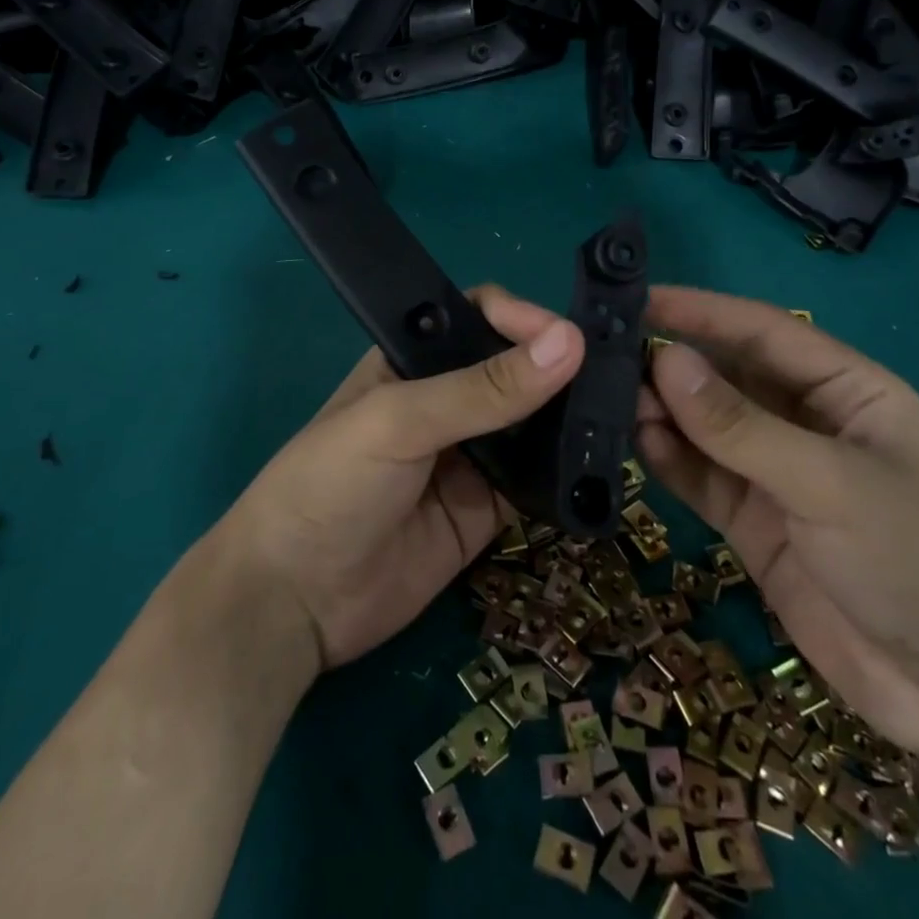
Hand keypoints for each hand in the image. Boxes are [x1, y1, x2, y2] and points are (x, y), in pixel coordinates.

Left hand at [218, 286, 583, 670]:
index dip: (524, 318)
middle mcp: (446, 401)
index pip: (480, 317)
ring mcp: (470, 457)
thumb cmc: (329, 485)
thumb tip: (569, 343)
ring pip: (533, 424)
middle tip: (620, 373)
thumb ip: (481, 389)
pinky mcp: (487, 509)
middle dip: (560, 367)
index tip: (571, 337)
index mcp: (413, 360)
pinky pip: (537, 481)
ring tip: (625, 413)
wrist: (294, 602)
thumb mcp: (399, 422)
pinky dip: (567, 474)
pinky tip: (604, 466)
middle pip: (515, 368)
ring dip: (571, 418)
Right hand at [635, 286, 918, 767]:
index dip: (699, 311)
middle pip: (726, 377)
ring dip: (661, 412)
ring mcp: (777, 475)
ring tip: (604, 400)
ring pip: (705, 428)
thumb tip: (664, 360)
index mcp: (846, 390)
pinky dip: (668, 460)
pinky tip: (634, 444)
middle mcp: (806, 423)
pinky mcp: (754, 523)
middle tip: (600, 355)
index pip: (761, 332)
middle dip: (670, 363)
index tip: (634, 299)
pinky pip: (701, 478)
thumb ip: (741, 426)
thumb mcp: (832, 483)